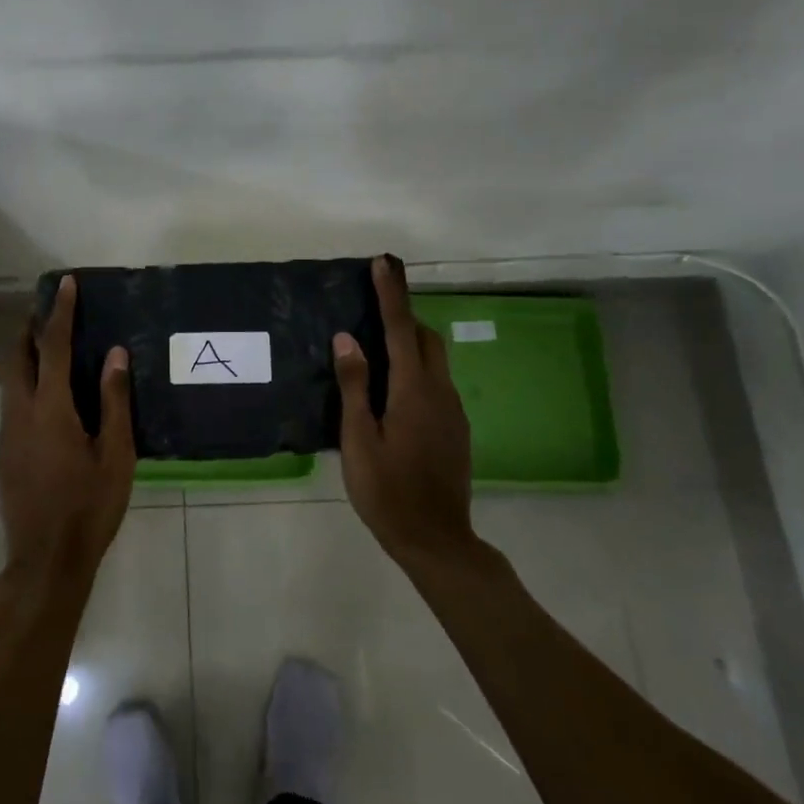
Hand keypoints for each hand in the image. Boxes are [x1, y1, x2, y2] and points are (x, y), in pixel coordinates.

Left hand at [0, 275, 136, 579]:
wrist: (46, 562)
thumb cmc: (90, 507)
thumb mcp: (116, 455)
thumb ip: (114, 401)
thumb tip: (115, 354)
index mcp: (50, 410)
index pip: (51, 346)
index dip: (59, 312)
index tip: (65, 284)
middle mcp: (19, 414)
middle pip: (16, 357)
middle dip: (30, 330)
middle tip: (52, 315)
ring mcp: (6, 436)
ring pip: (9, 382)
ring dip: (25, 358)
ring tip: (51, 353)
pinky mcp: (3, 456)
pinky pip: (11, 406)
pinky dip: (25, 387)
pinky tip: (49, 406)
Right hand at [333, 257, 476, 564]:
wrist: (437, 540)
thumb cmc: (387, 491)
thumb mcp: (359, 440)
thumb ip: (355, 386)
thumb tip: (347, 339)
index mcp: (413, 390)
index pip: (401, 328)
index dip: (391, 294)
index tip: (384, 263)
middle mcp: (439, 392)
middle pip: (426, 338)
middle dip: (404, 315)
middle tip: (374, 308)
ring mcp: (453, 411)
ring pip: (435, 360)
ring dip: (411, 342)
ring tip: (377, 349)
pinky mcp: (456, 428)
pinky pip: (436, 382)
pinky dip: (417, 369)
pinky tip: (393, 392)